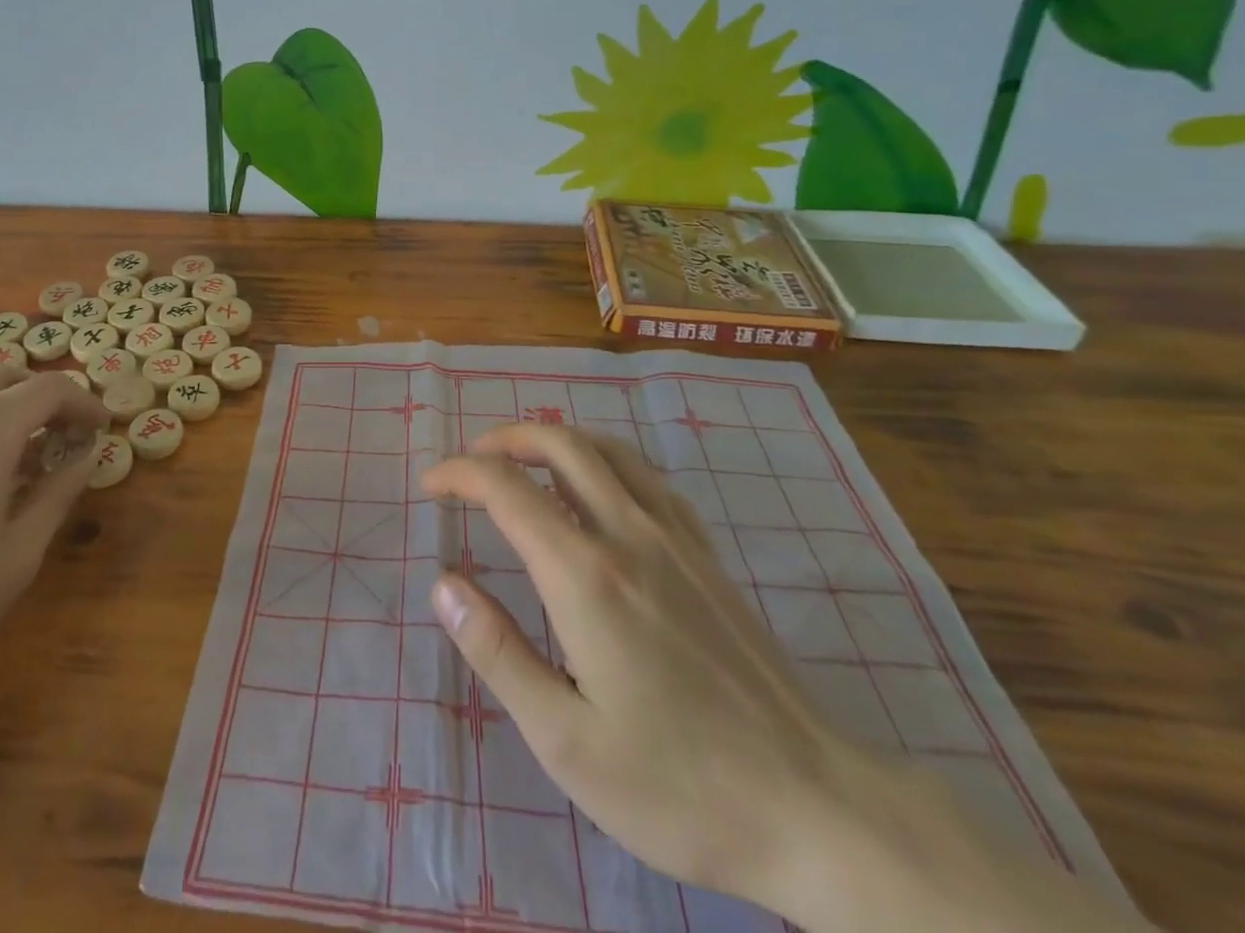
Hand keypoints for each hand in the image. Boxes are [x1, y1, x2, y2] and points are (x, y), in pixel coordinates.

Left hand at [0, 365, 108, 709]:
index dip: (85, 404)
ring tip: (26, 458)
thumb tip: (86, 457)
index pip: (50, 388)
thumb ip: (60, 492)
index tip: (101, 431)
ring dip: (9, 408)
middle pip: (8, 376)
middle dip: (47, 397)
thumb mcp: (20, 552)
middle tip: (68, 436)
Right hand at [423, 427, 1157, 932]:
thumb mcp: (566, 740)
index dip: (459, 473)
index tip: (430, 485)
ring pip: (607, 449)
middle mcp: (628, 534)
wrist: (814, 806)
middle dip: (505, 438)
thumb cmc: (677, 785)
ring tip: (523, 458)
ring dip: (555, 439)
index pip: (506, 488)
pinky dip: (605, 459)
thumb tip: (444, 585)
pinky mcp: (707, 554)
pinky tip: (599, 487)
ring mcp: (675, 538)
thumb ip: (497, 653)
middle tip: (471, 460)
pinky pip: (647, 476)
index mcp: (585, 575)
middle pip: (560, 445)